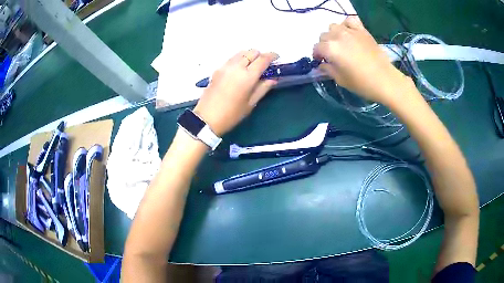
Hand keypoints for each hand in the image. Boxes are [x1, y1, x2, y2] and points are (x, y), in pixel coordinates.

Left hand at [193, 50, 277, 135]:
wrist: (207, 118)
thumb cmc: (231, 114)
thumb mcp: (250, 103)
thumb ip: (263, 88)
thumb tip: (273, 79)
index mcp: (247, 76)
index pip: (263, 59)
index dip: (272, 56)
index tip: (277, 58)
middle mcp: (236, 67)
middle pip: (252, 52)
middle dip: (261, 55)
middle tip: (264, 64)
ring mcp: (225, 66)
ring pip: (241, 53)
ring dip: (249, 55)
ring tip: (252, 66)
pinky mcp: (218, 69)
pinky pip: (232, 58)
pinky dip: (240, 59)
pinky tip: (240, 69)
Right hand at [313, 16, 410, 104]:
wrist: (385, 80)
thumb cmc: (362, 83)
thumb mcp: (340, 80)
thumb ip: (328, 69)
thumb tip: (322, 64)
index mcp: (330, 48)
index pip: (316, 48)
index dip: (317, 55)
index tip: (322, 61)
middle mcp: (337, 36)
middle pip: (324, 36)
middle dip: (325, 45)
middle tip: (332, 55)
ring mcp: (350, 31)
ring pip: (334, 26)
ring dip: (334, 34)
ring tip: (341, 43)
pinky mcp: (362, 30)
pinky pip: (350, 20)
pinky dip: (347, 25)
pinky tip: (350, 33)